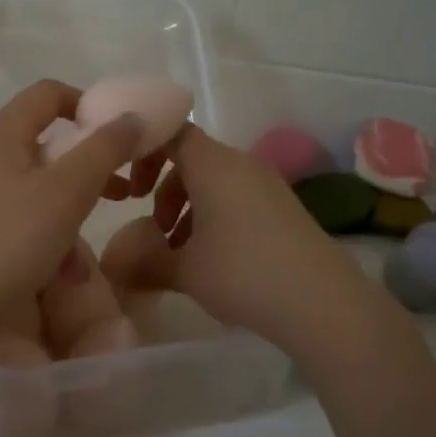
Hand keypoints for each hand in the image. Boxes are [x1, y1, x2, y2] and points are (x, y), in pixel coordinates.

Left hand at [0, 80, 153, 340]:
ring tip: (84, 253)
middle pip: (39, 143)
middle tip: (115, 192)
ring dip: (64, 209)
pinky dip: (37, 233)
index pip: (46, 93)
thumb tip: (133, 117)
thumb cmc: (9, 243)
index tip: (116, 137)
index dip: (87, 104)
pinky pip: (9, 217)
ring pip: (27, 186)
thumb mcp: (67, 193)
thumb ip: (105, 149)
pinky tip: (53, 272)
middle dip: (83, 167)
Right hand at [139, 125, 395, 360]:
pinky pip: (236, 199)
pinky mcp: (283, 209)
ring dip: (187, 208)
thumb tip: (113, 264)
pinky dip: (214, 218)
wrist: (322, 303)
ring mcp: (266, 186)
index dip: (143, 152)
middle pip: (192, 159)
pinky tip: (211, 259)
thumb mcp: (185, 271)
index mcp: (213, 164)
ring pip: (214, 182)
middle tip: (152, 228)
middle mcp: (241, 164)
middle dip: (163, 189)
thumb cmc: (243, 273)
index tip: (130, 189)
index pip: (171, 133)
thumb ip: (144, 261)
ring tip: (178, 251)